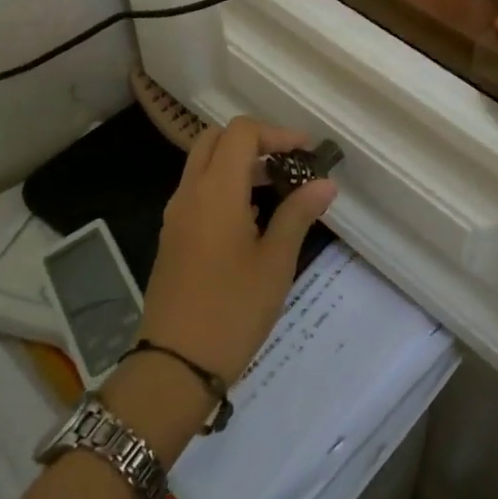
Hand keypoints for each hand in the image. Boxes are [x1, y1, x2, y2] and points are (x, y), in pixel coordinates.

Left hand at [137, 116, 336, 386]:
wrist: (174, 365)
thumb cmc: (232, 310)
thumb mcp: (275, 262)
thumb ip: (298, 214)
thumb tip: (325, 182)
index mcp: (215, 191)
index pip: (241, 132)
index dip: (276, 133)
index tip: (307, 152)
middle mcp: (189, 193)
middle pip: (216, 140)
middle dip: (254, 142)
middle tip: (288, 162)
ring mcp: (176, 215)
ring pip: (203, 165)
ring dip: (238, 164)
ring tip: (278, 189)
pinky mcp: (172, 237)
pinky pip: (197, 192)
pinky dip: (224, 186)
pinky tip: (252, 218)